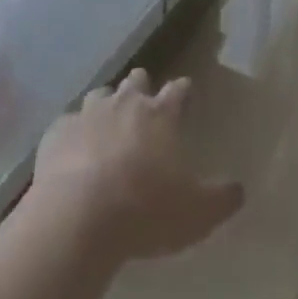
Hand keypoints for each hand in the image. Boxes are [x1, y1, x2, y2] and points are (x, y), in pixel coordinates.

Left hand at [29, 69, 243, 263]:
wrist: (78, 218)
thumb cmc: (144, 211)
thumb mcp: (196, 214)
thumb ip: (221, 198)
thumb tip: (240, 188)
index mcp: (160, 115)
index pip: (179, 90)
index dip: (183, 91)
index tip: (186, 93)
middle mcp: (125, 103)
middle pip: (137, 80)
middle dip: (141, 87)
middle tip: (144, 108)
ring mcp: (88, 113)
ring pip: (100, 94)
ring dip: (106, 106)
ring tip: (106, 128)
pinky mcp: (57, 131)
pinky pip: (67, 124)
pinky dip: (73, 134)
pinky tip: (72, 153)